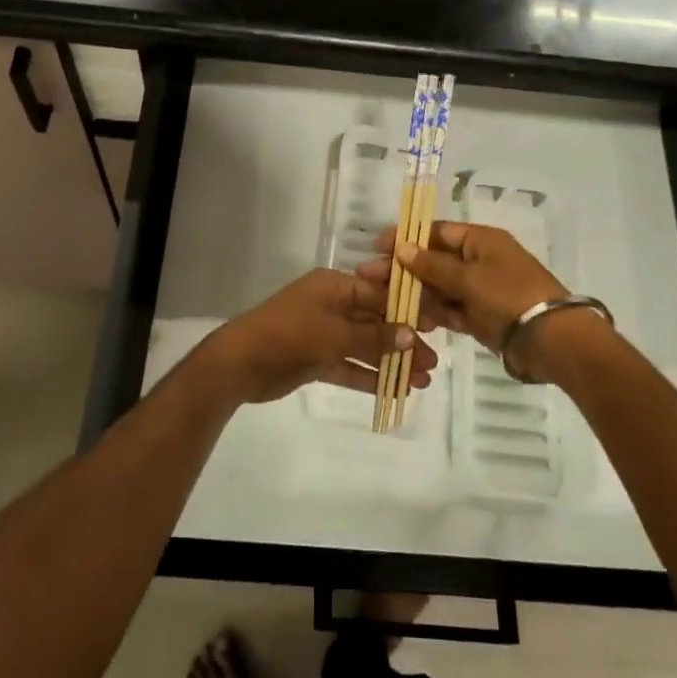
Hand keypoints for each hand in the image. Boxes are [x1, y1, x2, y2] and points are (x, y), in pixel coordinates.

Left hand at [193, 269, 438, 406]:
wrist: (240, 363)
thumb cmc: (289, 335)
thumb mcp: (334, 334)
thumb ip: (373, 337)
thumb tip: (411, 335)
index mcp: (335, 286)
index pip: (380, 294)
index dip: (408, 310)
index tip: (436, 327)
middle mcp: (332, 305)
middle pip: (375, 322)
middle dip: (403, 342)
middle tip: (432, 364)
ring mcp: (323, 333)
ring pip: (365, 347)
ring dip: (391, 362)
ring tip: (421, 382)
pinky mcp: (316, 359)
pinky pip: (349, 366)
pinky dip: (369, 377)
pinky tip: (395, 391)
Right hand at [364, 224, 568, 376]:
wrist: (552, 341)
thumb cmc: (510, 297)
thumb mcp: (468, 278)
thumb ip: (432, 265)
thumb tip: (401, 247)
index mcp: (481, 240)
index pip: (437, 232)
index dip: (407, 238)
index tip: (378, 247)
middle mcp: (480, 260)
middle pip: (435, 260)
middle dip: (405, 269)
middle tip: (371, 278)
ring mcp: (481, 289)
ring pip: (440, 287)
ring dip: (416, 293)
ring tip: (386, 303)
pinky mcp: (482, 315)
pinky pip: (451, 309)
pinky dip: (435, 313)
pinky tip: (413, 320)